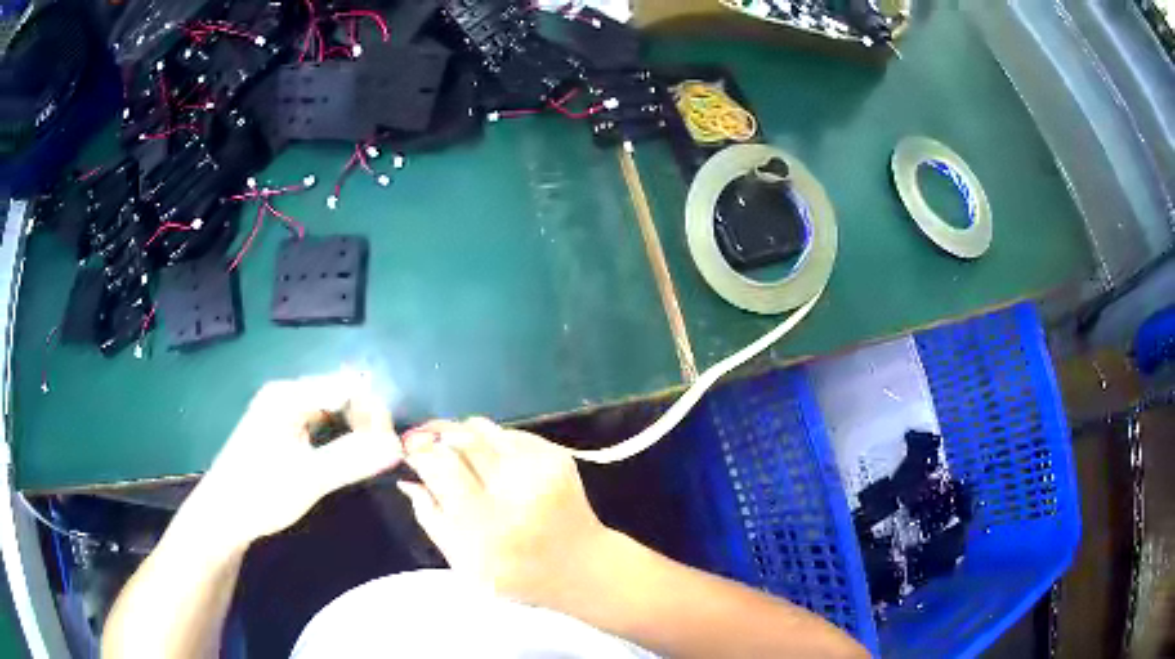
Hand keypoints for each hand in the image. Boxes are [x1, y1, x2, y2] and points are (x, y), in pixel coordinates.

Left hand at [183, 375, 403, 552]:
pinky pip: (320, 427)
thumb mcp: (310, 478)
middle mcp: (287, 395)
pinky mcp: (282, 431)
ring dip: (354, 433)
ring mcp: (283, 412)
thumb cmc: (260, 493)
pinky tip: (343, 462)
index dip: (374, 413)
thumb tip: (399, 446)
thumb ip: (354, 459)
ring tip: (366, 462)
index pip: (347, 386)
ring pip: (333, 413)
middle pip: (341, 395)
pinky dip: (338, 441)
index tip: (390, 448)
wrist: (222, 517)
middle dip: (366, 423)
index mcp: (290, 395)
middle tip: (380, 458)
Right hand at [398, 418, 611, 606]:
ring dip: (461, 433)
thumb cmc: (514, 573)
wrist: (580, 567)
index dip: (418, 452)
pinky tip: (491, 461)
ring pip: (484, 428)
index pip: (440, 465)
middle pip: (461, 439)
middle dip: (435, 435)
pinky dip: (491, 441)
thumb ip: (430, 517)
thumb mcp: (462, 561)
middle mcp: (513, 490)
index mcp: (485, 524)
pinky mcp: (557, 457)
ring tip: (456, 449)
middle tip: (425, 440)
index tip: (409, 451)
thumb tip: (408, 477)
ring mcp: (540, 469)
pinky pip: (510, 433)